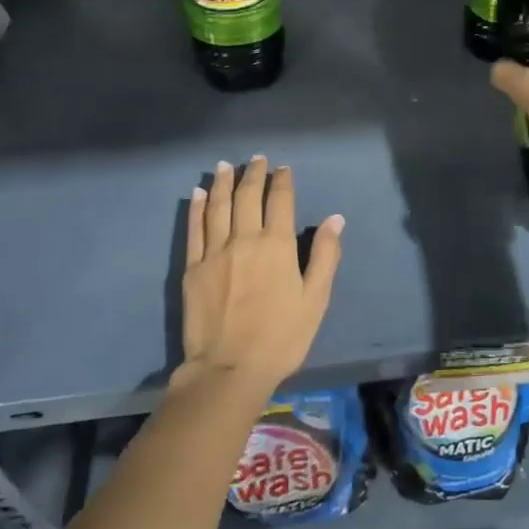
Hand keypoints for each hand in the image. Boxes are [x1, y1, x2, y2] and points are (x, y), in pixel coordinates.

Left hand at [179, 157, 343, 396]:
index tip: (283, 168)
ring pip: (218, 206)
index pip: (280, 201)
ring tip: (225, 166)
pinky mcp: (193, 269)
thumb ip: (325, 255)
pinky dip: (196, 208)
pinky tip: (198, 194)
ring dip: (222, 183)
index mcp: (276, 245)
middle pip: (247, 197)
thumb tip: (335, 219)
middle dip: (253, 174)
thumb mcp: (315, 299)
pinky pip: (194, 230)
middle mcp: (244, 239)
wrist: (229, 370)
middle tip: (257, 159)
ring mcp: (214, 252)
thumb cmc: (281, 337)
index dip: (282, 181)